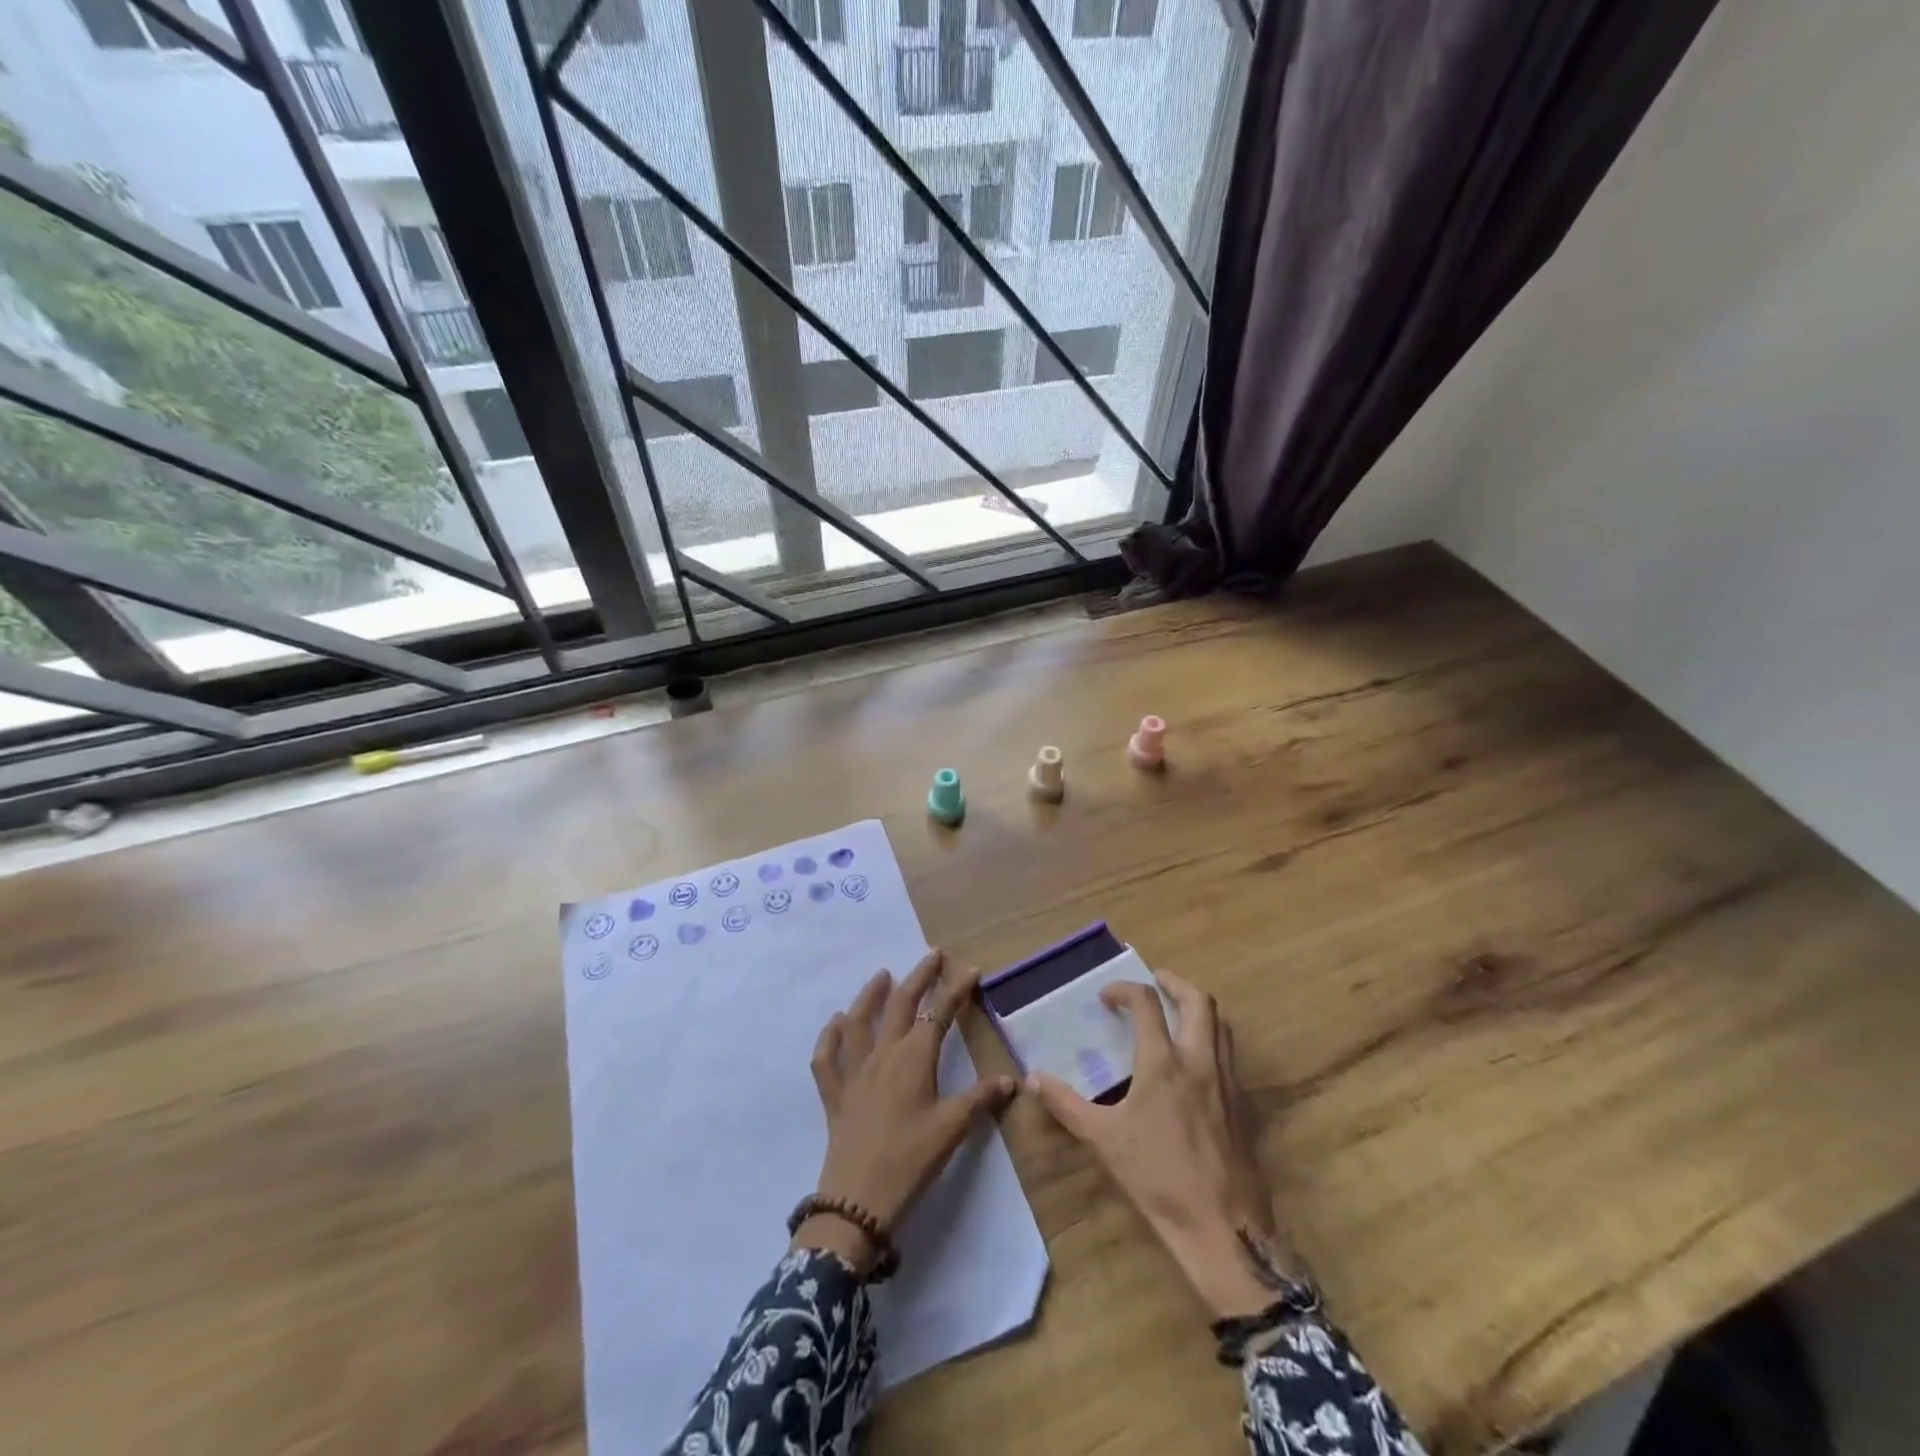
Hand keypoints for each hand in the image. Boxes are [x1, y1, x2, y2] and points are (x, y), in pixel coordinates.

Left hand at [797, 948, 1016, 1273]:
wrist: (857, 1203)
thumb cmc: (910, 1161)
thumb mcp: (952, 1130)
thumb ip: (980, 1099)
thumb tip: (1010, 1080)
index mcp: (914, 1059)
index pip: (939, 1013)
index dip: (956, 989)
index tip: (970, 970)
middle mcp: (883, 1055)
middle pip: (901, 1005)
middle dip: (919, 977)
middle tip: (932, 956)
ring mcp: (854, 1073)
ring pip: (859, 1022)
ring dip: (871, 995)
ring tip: (881, 975)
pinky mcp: (835, 1095)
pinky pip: (827, 1059)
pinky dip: (829, 1037)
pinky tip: (835, 1023)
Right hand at [1027, 972, 1294, 1318]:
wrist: (1223, 1226)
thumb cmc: (1158, 1177)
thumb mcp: (1104, 1140)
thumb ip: (1067, 1104)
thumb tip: (1034, 1078)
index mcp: (1164, 1063)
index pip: (1147, 1004)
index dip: (1124, 991)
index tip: (1106, 998)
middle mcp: (1199, 1060)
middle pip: (1198, 1001)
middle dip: (1174, 984)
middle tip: (1155, 981)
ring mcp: (1226, 1080)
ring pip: (1220, 1024)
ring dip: (1197, 1007)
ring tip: (1176, 1011)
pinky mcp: (1242, 1103)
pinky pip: (1229, 1053)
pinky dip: (1211, 1037)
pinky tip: (1195, 1059)